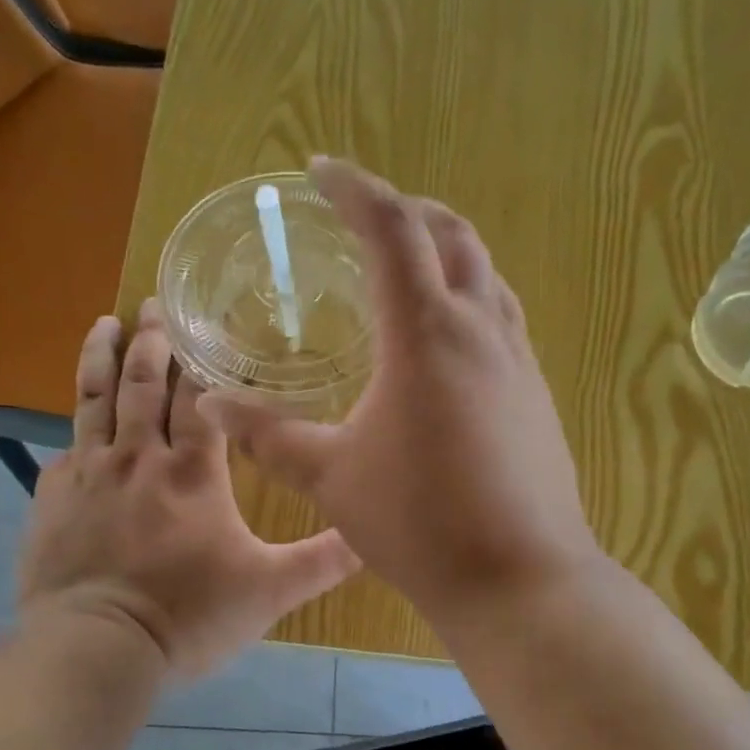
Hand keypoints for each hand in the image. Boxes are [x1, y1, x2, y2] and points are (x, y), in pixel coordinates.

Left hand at [19, 302, 360, 678]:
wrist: (97, 648)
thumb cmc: (190, 615)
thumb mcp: (270, 590)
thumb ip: (322, 560)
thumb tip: (372, 537)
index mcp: (192, 470)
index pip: (199, 397)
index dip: (202, 360)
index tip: (203, 325)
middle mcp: (138, 457)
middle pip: (142, 382)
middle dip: (150, 340)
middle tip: (152, 304)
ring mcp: (87, 474)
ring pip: (93, 399)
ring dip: (100, 357)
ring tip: (104, 323)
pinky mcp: (51, 499)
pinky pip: (65, 450)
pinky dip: (75, 430)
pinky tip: (77, 427)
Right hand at [198, 157, 601, 627]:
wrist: (519, 578)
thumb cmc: (419, 523)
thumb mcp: (331, 477)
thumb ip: (268, 435)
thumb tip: (211, 402)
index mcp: (427, 332)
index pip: (392, 228)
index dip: (354, 188)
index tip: (321, 171)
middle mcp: (482, 329)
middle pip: (453, 236)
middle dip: (408, 212)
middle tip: (365, 218)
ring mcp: (520, 363)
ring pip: (487, 277)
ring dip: (447, 255)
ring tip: (407, 270)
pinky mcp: (538, 397)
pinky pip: (504, 322)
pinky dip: (471, 303)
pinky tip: (446, 346)